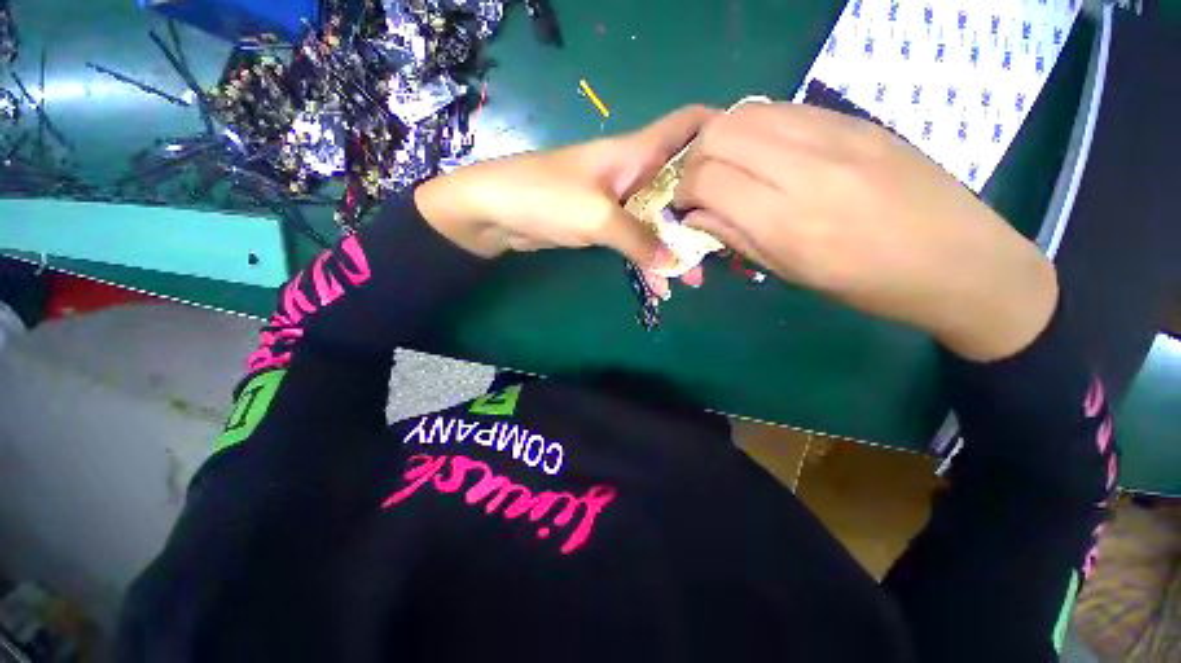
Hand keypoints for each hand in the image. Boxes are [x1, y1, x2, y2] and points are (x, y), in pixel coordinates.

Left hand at [415, 106, 718, 291]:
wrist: (496, 213)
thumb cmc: (545, 198)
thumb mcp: (597, 217)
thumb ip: (638, 239)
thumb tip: (674, 263)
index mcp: (636, 153)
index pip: (688, 124)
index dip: (720, 131)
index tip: (744, 163)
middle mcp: (633, 173)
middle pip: (681, 183)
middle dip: (702, 211)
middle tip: (722, 246)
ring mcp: (618, 201)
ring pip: (659, 219)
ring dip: (675, 246)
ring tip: (694, 279)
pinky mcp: (604, 225)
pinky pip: (636, 241)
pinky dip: (648, 261)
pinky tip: (660, 287)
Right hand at [673, 102, 1057, 360]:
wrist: (959, 259)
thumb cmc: (866, 283)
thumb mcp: (790, 271)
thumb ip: (734, 236)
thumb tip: (693, 216)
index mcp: (787, 219)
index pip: (708, 179)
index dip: (684, 189)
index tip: (684, 205)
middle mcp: (805, 166)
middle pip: (721, 134)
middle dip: (695, 158)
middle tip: (699, 183)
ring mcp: (834, 133)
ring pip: (748, 112)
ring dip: (722, 138)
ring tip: (726, 167)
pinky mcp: (853, 120)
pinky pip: (784, 110)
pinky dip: (756, 129)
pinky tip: (762, 154)